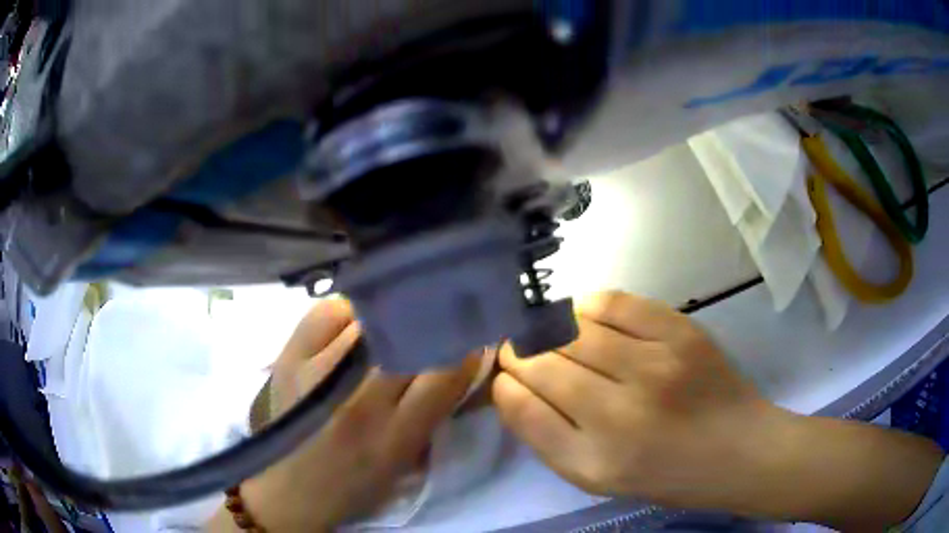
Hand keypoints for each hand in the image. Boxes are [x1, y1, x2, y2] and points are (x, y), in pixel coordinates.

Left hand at [209, 299, 479, 531]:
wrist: (289, 488)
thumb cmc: (355, 484)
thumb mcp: (406, 460)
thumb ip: (433, 411)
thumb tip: (459, 360)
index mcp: (395, 434)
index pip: (446, 371)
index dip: (465, 347)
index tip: (471, 338)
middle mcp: (358, 399)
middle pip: (410, 339)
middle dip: (433, 325)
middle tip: (438, 322)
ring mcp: (319, 371)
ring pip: (372, 317)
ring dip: (393, 318)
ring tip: (396, 324)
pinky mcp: (290, 356)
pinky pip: (330, 311)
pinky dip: (349, 312)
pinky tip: (353, 325)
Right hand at [493, 291, 768, 508]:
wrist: (736, 448)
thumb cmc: (663, 473)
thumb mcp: (596, 477)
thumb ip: (547, 436)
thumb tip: (510, 385)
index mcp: (595, 461)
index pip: (523, 406)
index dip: (505, 381)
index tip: (503, 371)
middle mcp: (621, 414)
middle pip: (544, 362)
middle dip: (520, 351)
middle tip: (519, 347)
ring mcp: (655, 366)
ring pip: (574, 329)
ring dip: (549, 328)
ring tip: (549, 331)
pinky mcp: (681, 332)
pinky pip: (615, 303)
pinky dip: (588, 305)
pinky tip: (584, 315)